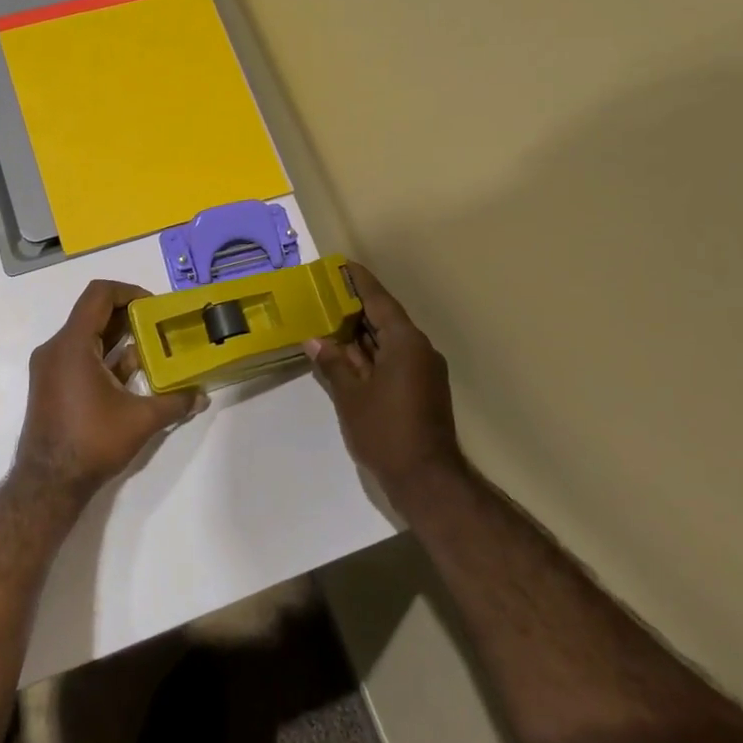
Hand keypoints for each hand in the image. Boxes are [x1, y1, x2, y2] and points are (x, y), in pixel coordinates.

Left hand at [15, 280, 204, 497]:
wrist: (47, 484)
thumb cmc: (91, 442)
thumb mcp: (141, 420)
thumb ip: (174, 402)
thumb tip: (202, 395)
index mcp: (72, 345)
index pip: (99, 294)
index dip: (129, 291)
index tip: (154, 307)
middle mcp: (56, 348)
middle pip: (93, 313)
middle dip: (129, 316)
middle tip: (160, 326)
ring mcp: (50, 367)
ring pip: (87, 336)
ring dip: (118, 338)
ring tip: (152, 348)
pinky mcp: (51, 384)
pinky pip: (80, 355)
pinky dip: (105, 356)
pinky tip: (132, 374)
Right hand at [306, 262, 463, 495]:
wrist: (427, 478)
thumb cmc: (386, 431)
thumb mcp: (351, 396)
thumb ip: (333, 364)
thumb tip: (315, 341)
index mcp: (405, 342)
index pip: (379, 301)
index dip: (360, 282)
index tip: (343, 264)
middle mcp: (419, 349)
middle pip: (385, 318)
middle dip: (357, 306)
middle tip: (328, 292)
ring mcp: (424, 370)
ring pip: (389, 340)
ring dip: (363, 332)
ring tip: (332, 319)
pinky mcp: (423, 388)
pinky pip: (395, 358)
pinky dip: (372, 352)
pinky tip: (349, 355)